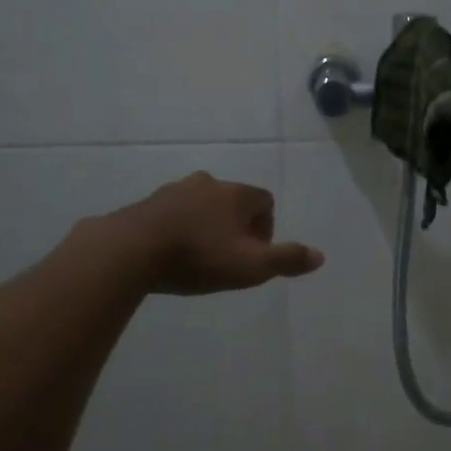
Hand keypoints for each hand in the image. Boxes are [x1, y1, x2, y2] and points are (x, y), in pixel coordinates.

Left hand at [117, 173, 324, 294]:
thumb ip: (287, 259)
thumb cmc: (199, 256)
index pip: (264, 200)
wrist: (130, 251)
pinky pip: (172, 214)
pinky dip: (177, 229)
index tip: (254, 253)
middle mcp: (207, 184)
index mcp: (235, 194)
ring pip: (200, 205)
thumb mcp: (251, 266)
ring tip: (198, 257)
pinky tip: (169, 254)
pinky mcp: (146, 204)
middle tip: (228, 256)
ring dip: (204, 225)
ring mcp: (173, 191)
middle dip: (235, 225)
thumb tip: (320, 255)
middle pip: (232, 200)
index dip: (265, 227)